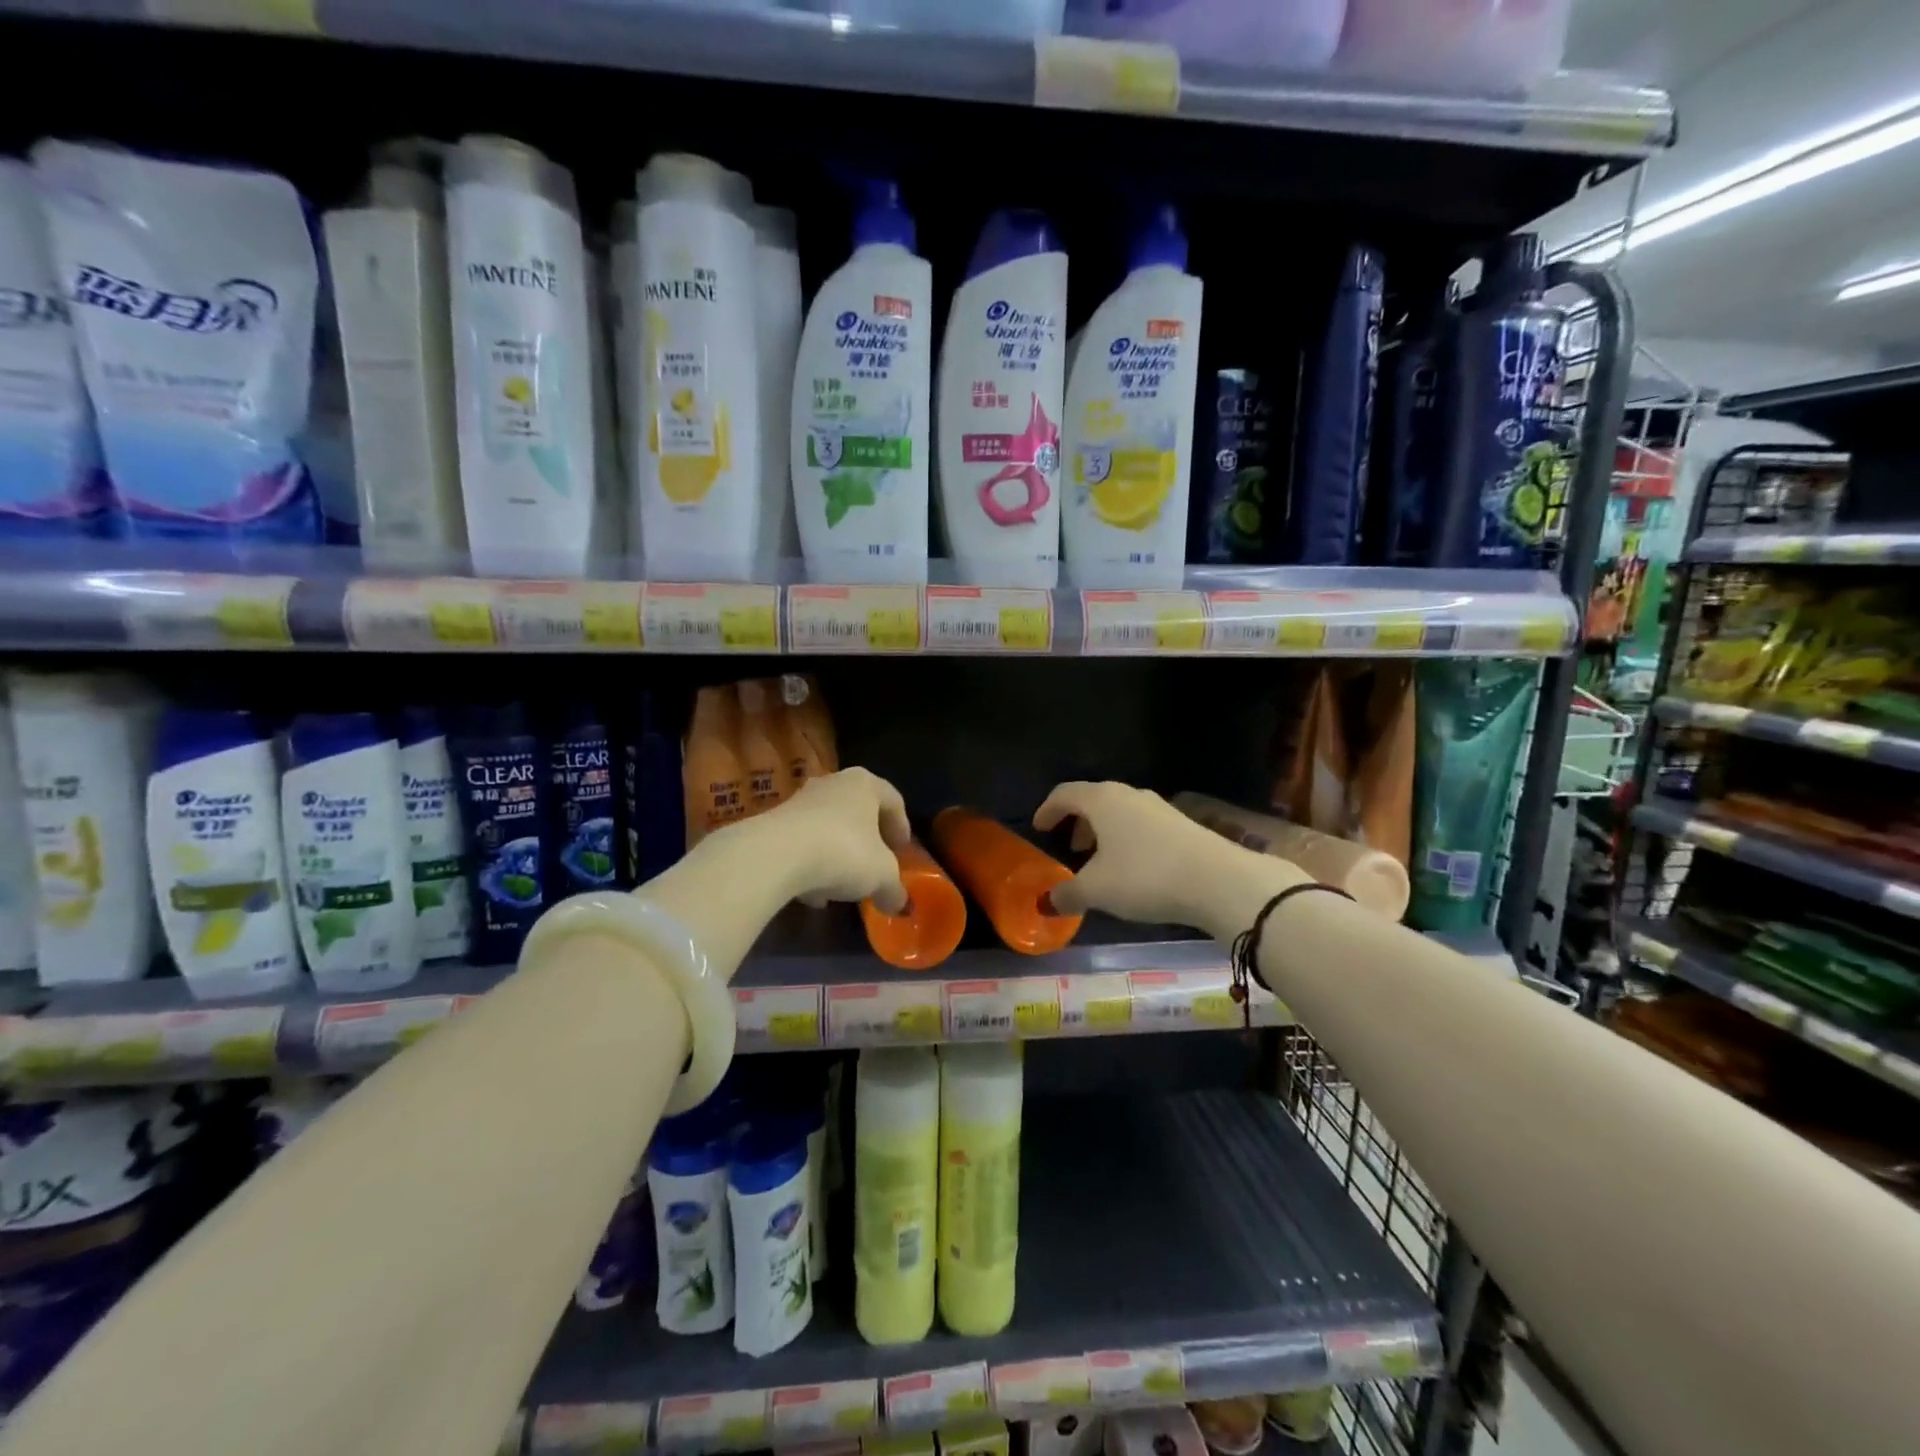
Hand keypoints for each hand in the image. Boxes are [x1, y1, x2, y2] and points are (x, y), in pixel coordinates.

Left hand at [752, 767, 911, 913]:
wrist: (775, 855)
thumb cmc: (844, 852)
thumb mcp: (881, 877)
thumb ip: (894, 890)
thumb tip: (901, 905)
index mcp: (865, 784)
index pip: (893, 800)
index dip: (902, 828)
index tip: (903, 853)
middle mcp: (833, 783)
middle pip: (858, 811)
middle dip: (868, 841)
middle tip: (876, 866)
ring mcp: (800, 801)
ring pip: (828, 827)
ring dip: (838, 855)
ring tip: (843, 887)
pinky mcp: (774, 823)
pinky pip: (802, 844)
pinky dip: (811, 865)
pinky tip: (813, 895)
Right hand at [1031, 781, 1242, 925]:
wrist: (1218, 880)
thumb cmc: (1145, 876)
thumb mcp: (1098, 890)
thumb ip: (1067, 894)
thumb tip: (1046, 902)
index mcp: (1102, 800)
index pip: (1065, 793)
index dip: (1048, 810)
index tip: (1039, 828)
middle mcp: (1129, 795)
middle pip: (1094, 800)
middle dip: (1078, 822)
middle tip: (1070, 848)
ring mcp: (1159, 807)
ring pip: (1121, 813)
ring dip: (1104, 833)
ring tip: (1101, 862)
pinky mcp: (1182, 824)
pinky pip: (1142, 826)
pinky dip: (1128, 840)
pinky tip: (1134, 869)